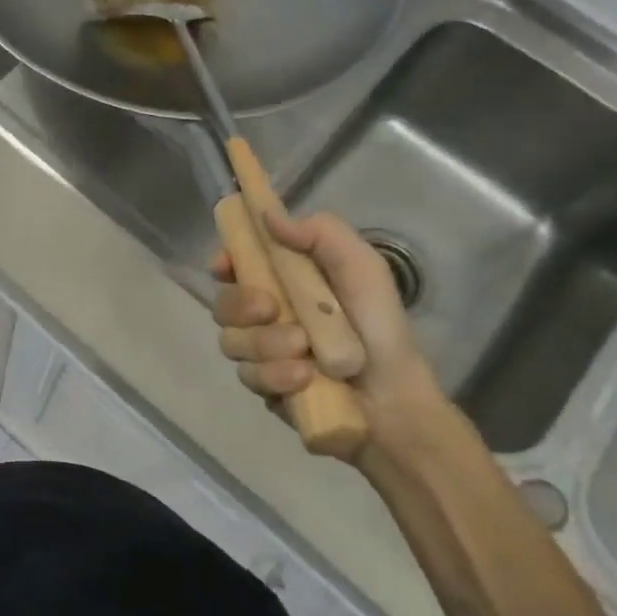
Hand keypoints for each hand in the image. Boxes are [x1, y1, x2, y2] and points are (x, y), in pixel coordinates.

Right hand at [211, 212, 448, 457]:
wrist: (394, 401)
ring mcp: (261, 352)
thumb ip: (321, 234)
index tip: (225, 266)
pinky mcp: (263, 386)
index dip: (223, 262)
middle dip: (241, 305)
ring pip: (231, 341)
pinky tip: (304, 379)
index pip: (235, 264)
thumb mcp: (362, 268)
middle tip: (272, 309)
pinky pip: (247, 375)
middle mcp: (266, 314)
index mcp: (286, 280)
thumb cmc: (380, 327)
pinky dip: (275, 376)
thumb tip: (266, 215)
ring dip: (267, 344)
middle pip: (222, 303)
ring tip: (305, 354)